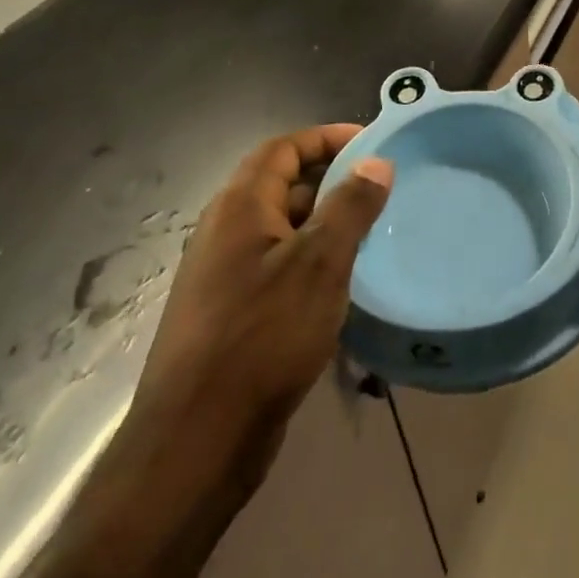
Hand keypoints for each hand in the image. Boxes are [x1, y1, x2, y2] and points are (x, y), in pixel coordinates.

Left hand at [119, 126, 393, 509]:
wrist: (198, 439)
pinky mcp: (230, 314)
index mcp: (239, 208)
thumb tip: (376, 162)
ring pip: (281, 229)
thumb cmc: (263, 337)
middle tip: (380, 189)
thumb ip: (350, 207)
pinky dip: (311, 260)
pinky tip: (342, 283)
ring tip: (372, 232)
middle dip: (330, 179)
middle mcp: (225, 232)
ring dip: (324, 222)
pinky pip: (277, 266)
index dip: (325, 137)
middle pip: (280, 185)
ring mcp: (224, 275)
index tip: (371, 143)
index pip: (282, 148)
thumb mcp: (319, 264)